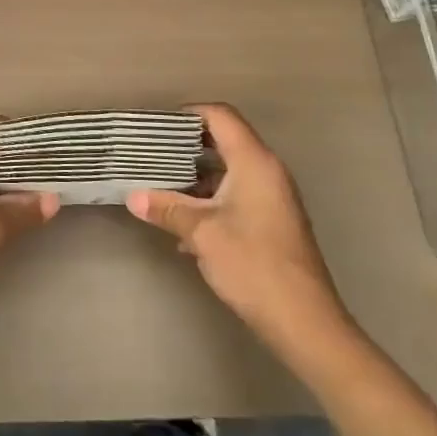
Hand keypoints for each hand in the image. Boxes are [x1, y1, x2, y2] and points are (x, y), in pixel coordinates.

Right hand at [128, 103, 355, 359]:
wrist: (304, 321)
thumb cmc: (252, 264)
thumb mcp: (201, 233)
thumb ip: (167, 208)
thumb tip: (133, 197)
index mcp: (254, 162)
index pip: (220, 116)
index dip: (188, 114)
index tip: (157, 126)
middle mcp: (267, 171)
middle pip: (224, 140)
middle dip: (186, 146)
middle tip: (152, 153)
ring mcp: (273, 197)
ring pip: (229, 170)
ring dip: (196, 175)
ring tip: (160, 185)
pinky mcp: (272, 221)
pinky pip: (237, 193)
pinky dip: (210, 198)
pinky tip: (184, 222)